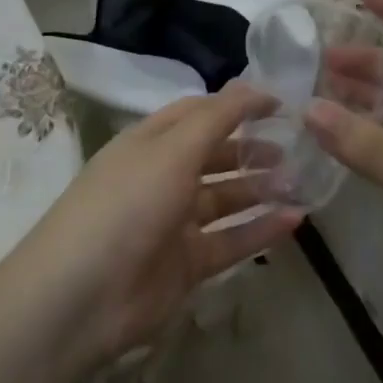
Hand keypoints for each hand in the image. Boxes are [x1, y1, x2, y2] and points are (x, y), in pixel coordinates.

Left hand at [21, 83, 302, 362]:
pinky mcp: (185, 265)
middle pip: (213, 156)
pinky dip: (260, 231)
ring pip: (225, 200)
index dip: (237, 105)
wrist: (81, 296)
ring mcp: (173, 223)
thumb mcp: (172, 149)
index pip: (198, 113)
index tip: (281, 106)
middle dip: (251, 150)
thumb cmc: (128, 204)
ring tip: (301, 184)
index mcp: (150, 142)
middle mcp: (161, 176)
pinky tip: (295, 221)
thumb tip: (256, 86)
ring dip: (260, 189)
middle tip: (296, 150)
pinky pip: (230, 241)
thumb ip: (218, 117)